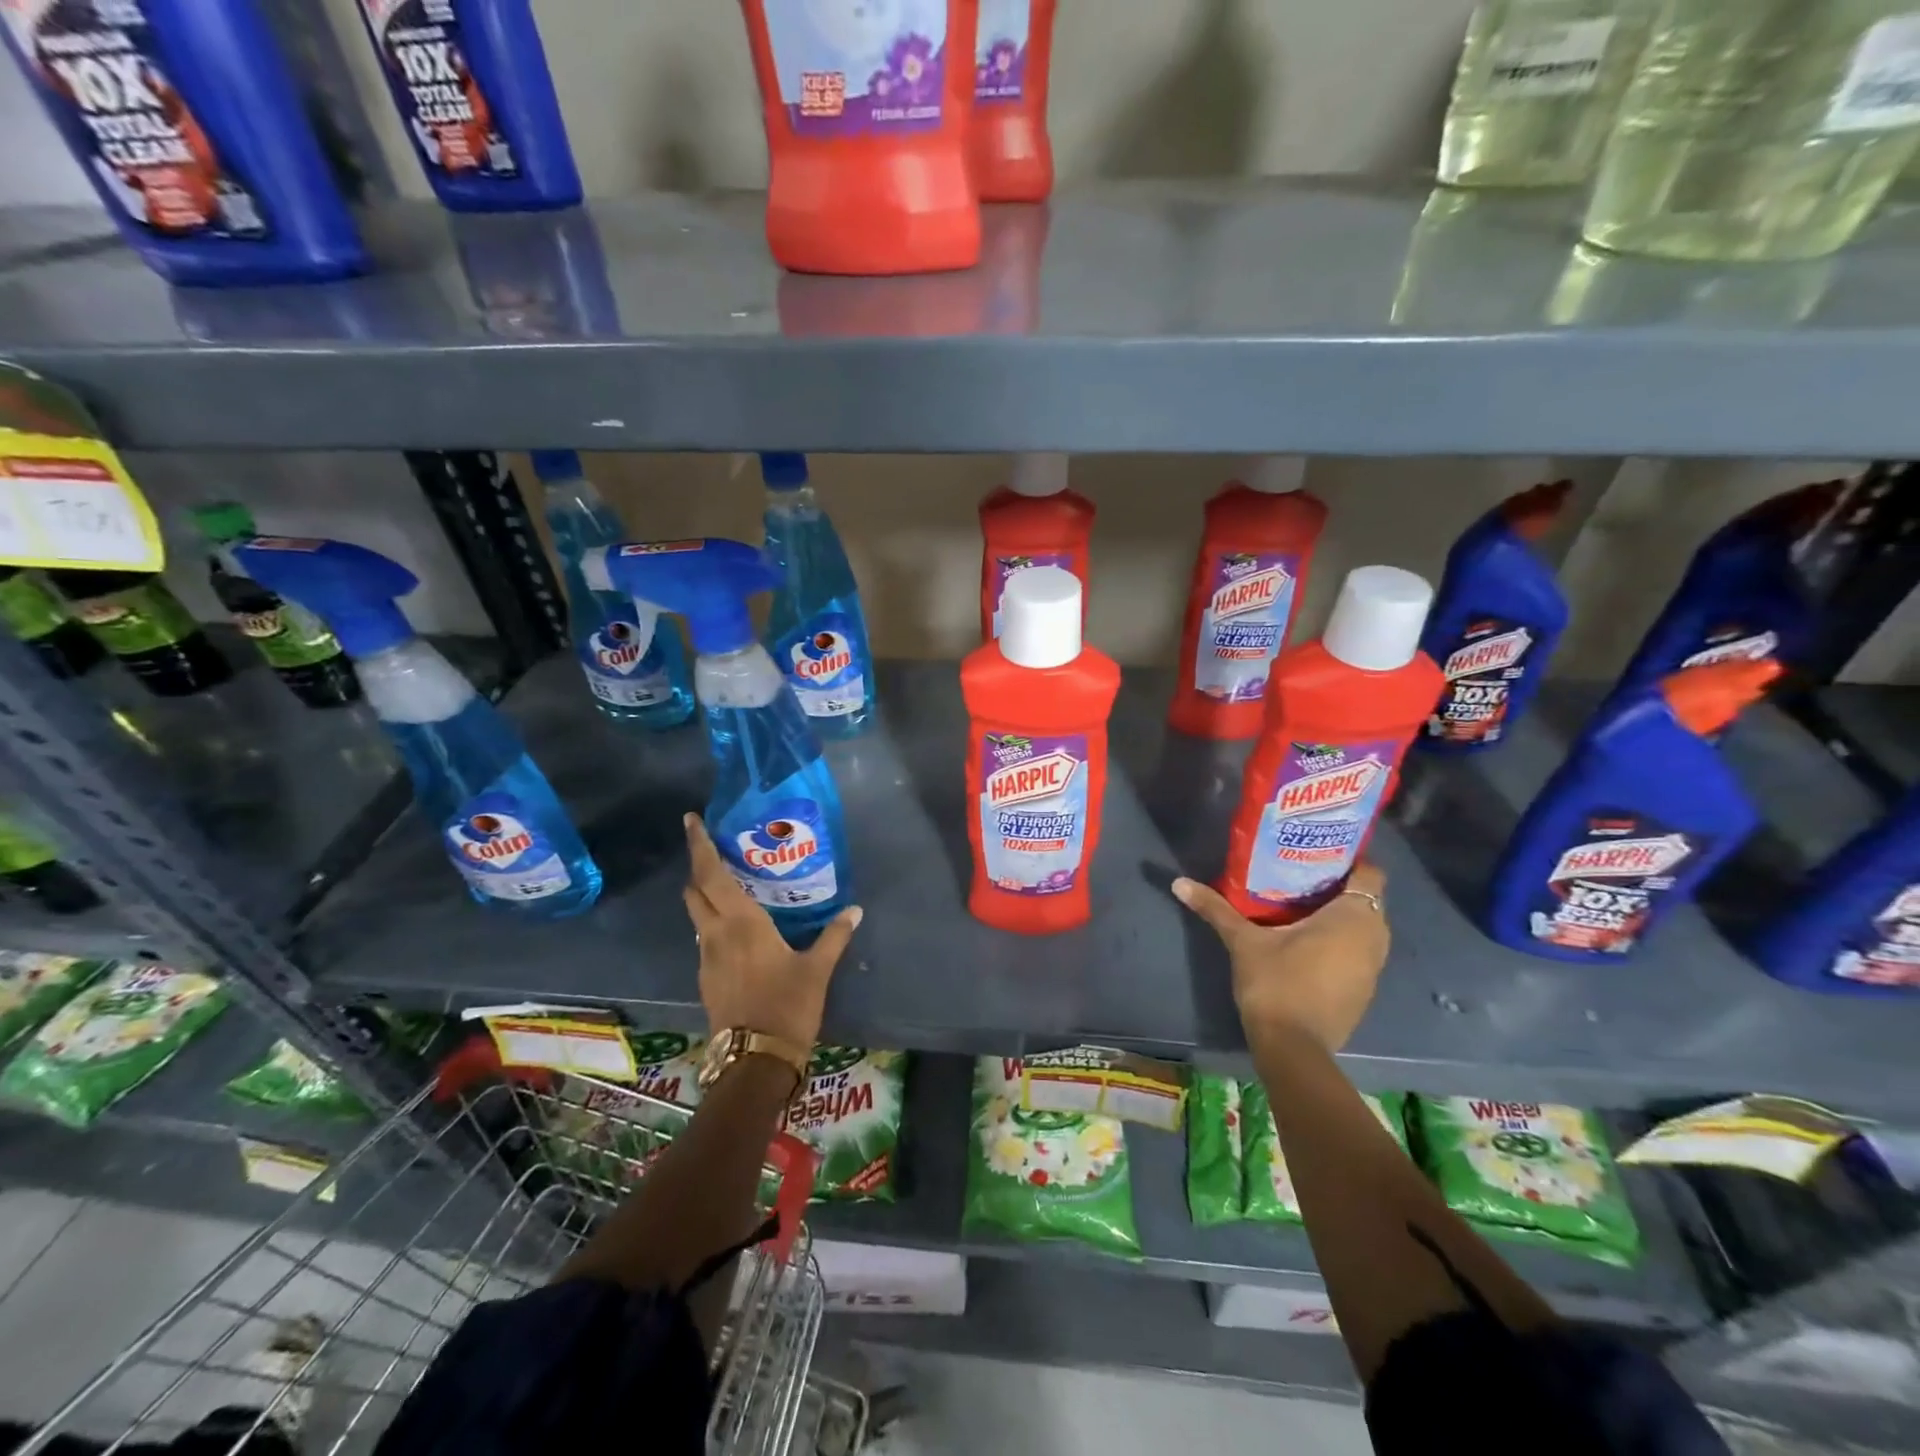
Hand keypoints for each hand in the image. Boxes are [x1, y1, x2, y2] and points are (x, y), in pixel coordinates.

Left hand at [680, 813, 862, 1048]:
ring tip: (729, 884)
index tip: (692, 821)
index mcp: (741, 922)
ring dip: (704, 894)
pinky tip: (736, 928)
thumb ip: (834, 936)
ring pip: (696, 914)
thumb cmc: (787, 1006)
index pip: (711, 874)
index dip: (700, 845)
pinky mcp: (706, 978)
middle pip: (695, 890)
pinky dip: (713, 921)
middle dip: (699, 866)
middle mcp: (715, 934)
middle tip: (715, 849)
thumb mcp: (817, 969)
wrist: (755, 1061)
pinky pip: (704, 937)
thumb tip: (855, 910)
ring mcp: (706, 958)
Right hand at [1172, 864, 1389, 1055]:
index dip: (1347, 859)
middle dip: (1337, 886)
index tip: (1315, 853)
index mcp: (1354, 916)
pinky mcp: (1364, 991)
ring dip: (1339, 917)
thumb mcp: (1242, 941)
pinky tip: (1306, 943)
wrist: (1293, 1048)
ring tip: (1299, 906)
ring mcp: (1373, 968)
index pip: (1369, 871)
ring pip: (1362, 928)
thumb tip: (1179, 882)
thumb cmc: (1276, 982)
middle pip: (1365, 898)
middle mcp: (1374, 937)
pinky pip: (1357, 952)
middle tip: (1299, 875)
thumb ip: (1215, 908)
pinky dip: (1339, 943)